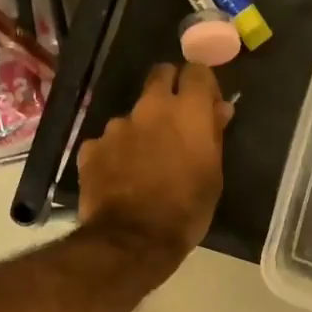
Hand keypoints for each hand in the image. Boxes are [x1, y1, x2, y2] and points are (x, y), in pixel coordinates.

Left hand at [78, 62, 232, 264]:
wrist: (133, 240)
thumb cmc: (187, 210)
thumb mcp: (213, 175)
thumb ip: (214, 136)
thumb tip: (220, 109)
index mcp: (187, 111)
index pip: (197, 71)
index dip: (202, 84)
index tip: (206, 103)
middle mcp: (150, 108)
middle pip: (160, 75)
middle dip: (169, 88)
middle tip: (175, 119)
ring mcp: (116, 126)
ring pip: (133, 115)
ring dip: (141, 129)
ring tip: (144, 162)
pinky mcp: (91, 148)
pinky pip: (108, 142)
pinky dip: (116, 153)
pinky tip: (120, 177)